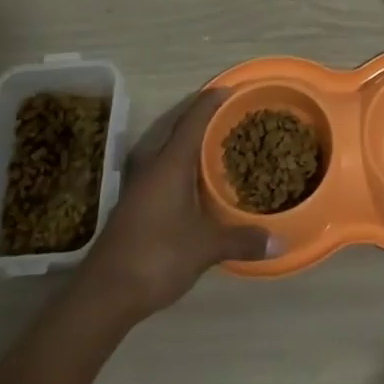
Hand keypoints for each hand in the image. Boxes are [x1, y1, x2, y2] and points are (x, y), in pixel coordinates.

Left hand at [76, 90, 273, 322]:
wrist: (103, 295)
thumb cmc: (156, 257)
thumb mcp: (205, 248)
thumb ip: (242, 239)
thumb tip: (280, 240)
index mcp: (170, 164)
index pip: (193, 120)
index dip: (211, 102)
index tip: (230, 88)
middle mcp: (153, 168)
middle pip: (180, 132)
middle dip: (204, 120)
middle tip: (233, 116)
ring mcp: (141, 188)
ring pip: (170, 154)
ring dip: (192, 146)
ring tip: (220, 146)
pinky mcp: (136, 207)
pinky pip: (165, 173)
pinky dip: (184, 169)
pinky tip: (198, 184)